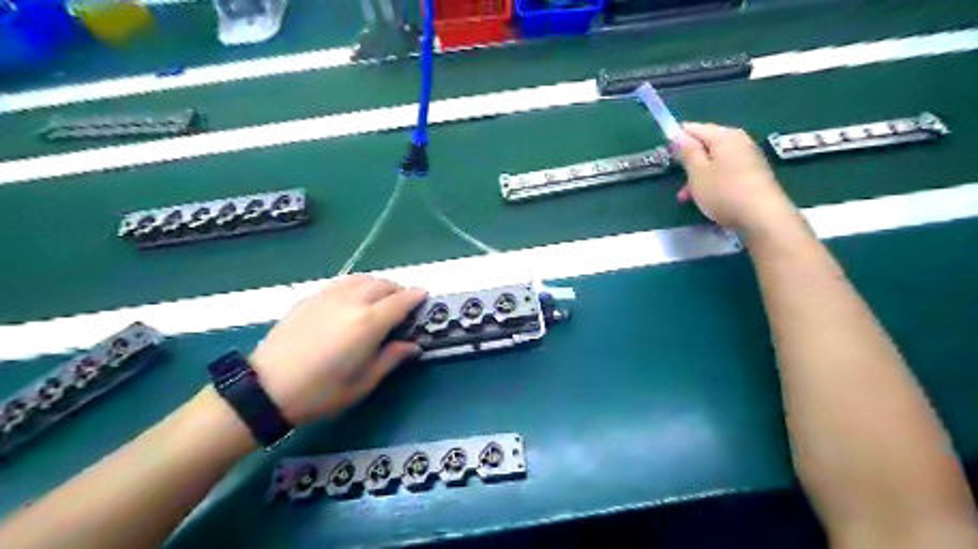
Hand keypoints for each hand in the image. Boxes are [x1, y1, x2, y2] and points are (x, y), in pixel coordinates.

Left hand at [246, 279, 425, 424]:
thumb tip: (413, 345)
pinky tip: (353, 300)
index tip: (425, 298)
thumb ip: (392, 358)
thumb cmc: (321, 392)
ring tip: (380, 299)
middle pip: (383, 284)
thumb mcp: (363, 382)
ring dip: (378, 284)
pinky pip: (342, 283)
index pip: (402, 300)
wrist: (266, 389)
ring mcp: (328, 296)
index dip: (417, 297)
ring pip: (362, 278)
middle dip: (399, 290)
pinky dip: (357, 285)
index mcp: (369, 322)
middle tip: (404, 304)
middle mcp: (352, 301)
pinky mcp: (310, 298)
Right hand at [678, 122, 796, 237]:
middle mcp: (739, 141)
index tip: (665, 152)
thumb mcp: (697, 172)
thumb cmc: (724, 191)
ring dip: (698, 176)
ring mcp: (749, 158)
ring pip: (715, 161)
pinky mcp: (754, 175)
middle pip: (706, 145)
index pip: (695, 128)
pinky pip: (726, 172)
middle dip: (689, 161)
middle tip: (676, 179)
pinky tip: (705, 199)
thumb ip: (687, 152)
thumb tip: (679, 134)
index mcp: (724, 136)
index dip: (678, 137)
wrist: (762, 217)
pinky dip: (712, 182)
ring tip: (686, 197)